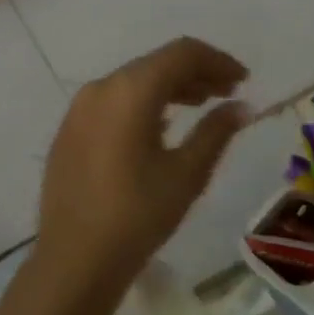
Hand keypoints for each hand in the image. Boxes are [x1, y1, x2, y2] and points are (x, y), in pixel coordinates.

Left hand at [31, 37, 250, 306]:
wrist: (74, 261)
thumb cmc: (138, 215)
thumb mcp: (187, 173)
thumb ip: (217, 131)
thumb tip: (242, 107)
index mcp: (130, 91)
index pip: (182, 53)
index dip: (218, 61)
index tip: (244, 80)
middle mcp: (101, 88)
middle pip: (156, 64)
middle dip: (196, 73)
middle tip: (227, 93)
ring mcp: (79, 109)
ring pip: (133, 82)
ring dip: (170, 87)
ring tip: (201, 105)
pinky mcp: (69, 132)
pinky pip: (113, 102)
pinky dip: (144, 104)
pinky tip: (162, 126)